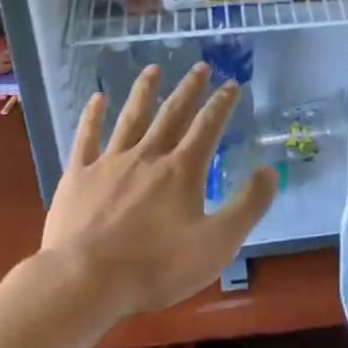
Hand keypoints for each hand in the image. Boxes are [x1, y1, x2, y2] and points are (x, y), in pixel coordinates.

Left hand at [39, 63, 276, 315]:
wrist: (85, 280)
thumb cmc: (155, 266)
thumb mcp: (217, 244)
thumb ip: (247, 206)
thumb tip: (269, 170)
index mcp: (182, 170)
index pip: (208, 127)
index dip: (222, 104)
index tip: (232, 84)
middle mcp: (148, 155)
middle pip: (172, 114)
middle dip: (189, 89)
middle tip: (201, 66)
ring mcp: (110, 163)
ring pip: (131, 118)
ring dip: (144, 92)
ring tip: (153, 69)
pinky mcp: (78, 176)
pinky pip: (86, 138)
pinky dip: (92, 117)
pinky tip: (96, 98)